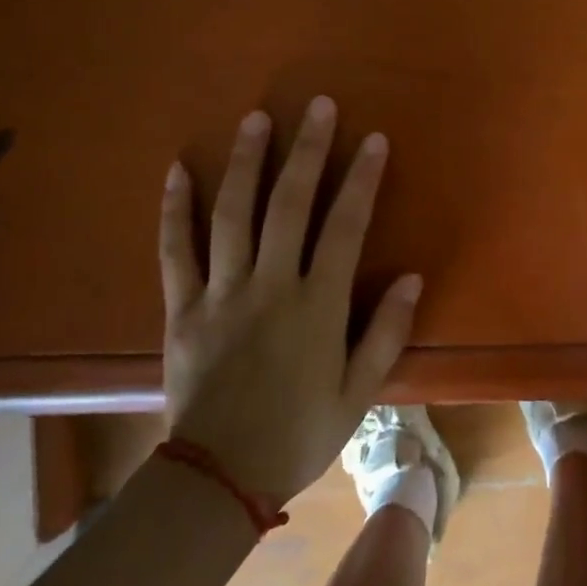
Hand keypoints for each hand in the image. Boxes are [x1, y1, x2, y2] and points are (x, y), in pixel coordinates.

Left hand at [159, 96, 419, 508]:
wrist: (218, 479)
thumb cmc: (299, 434)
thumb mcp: (359, 392)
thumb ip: (386, 332)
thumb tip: (412, 277)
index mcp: (317, 305)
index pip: (345, 226)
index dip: (361, 178)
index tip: (373, 139)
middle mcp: (270, 286)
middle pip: (289, 204)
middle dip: (307, 151)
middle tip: (318, 106)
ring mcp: (221, 293)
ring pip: (232, 214)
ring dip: (246, 162)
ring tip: (256, 118)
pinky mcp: (182, 308)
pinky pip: (175, 250)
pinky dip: (174, 208)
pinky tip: (178, 169)